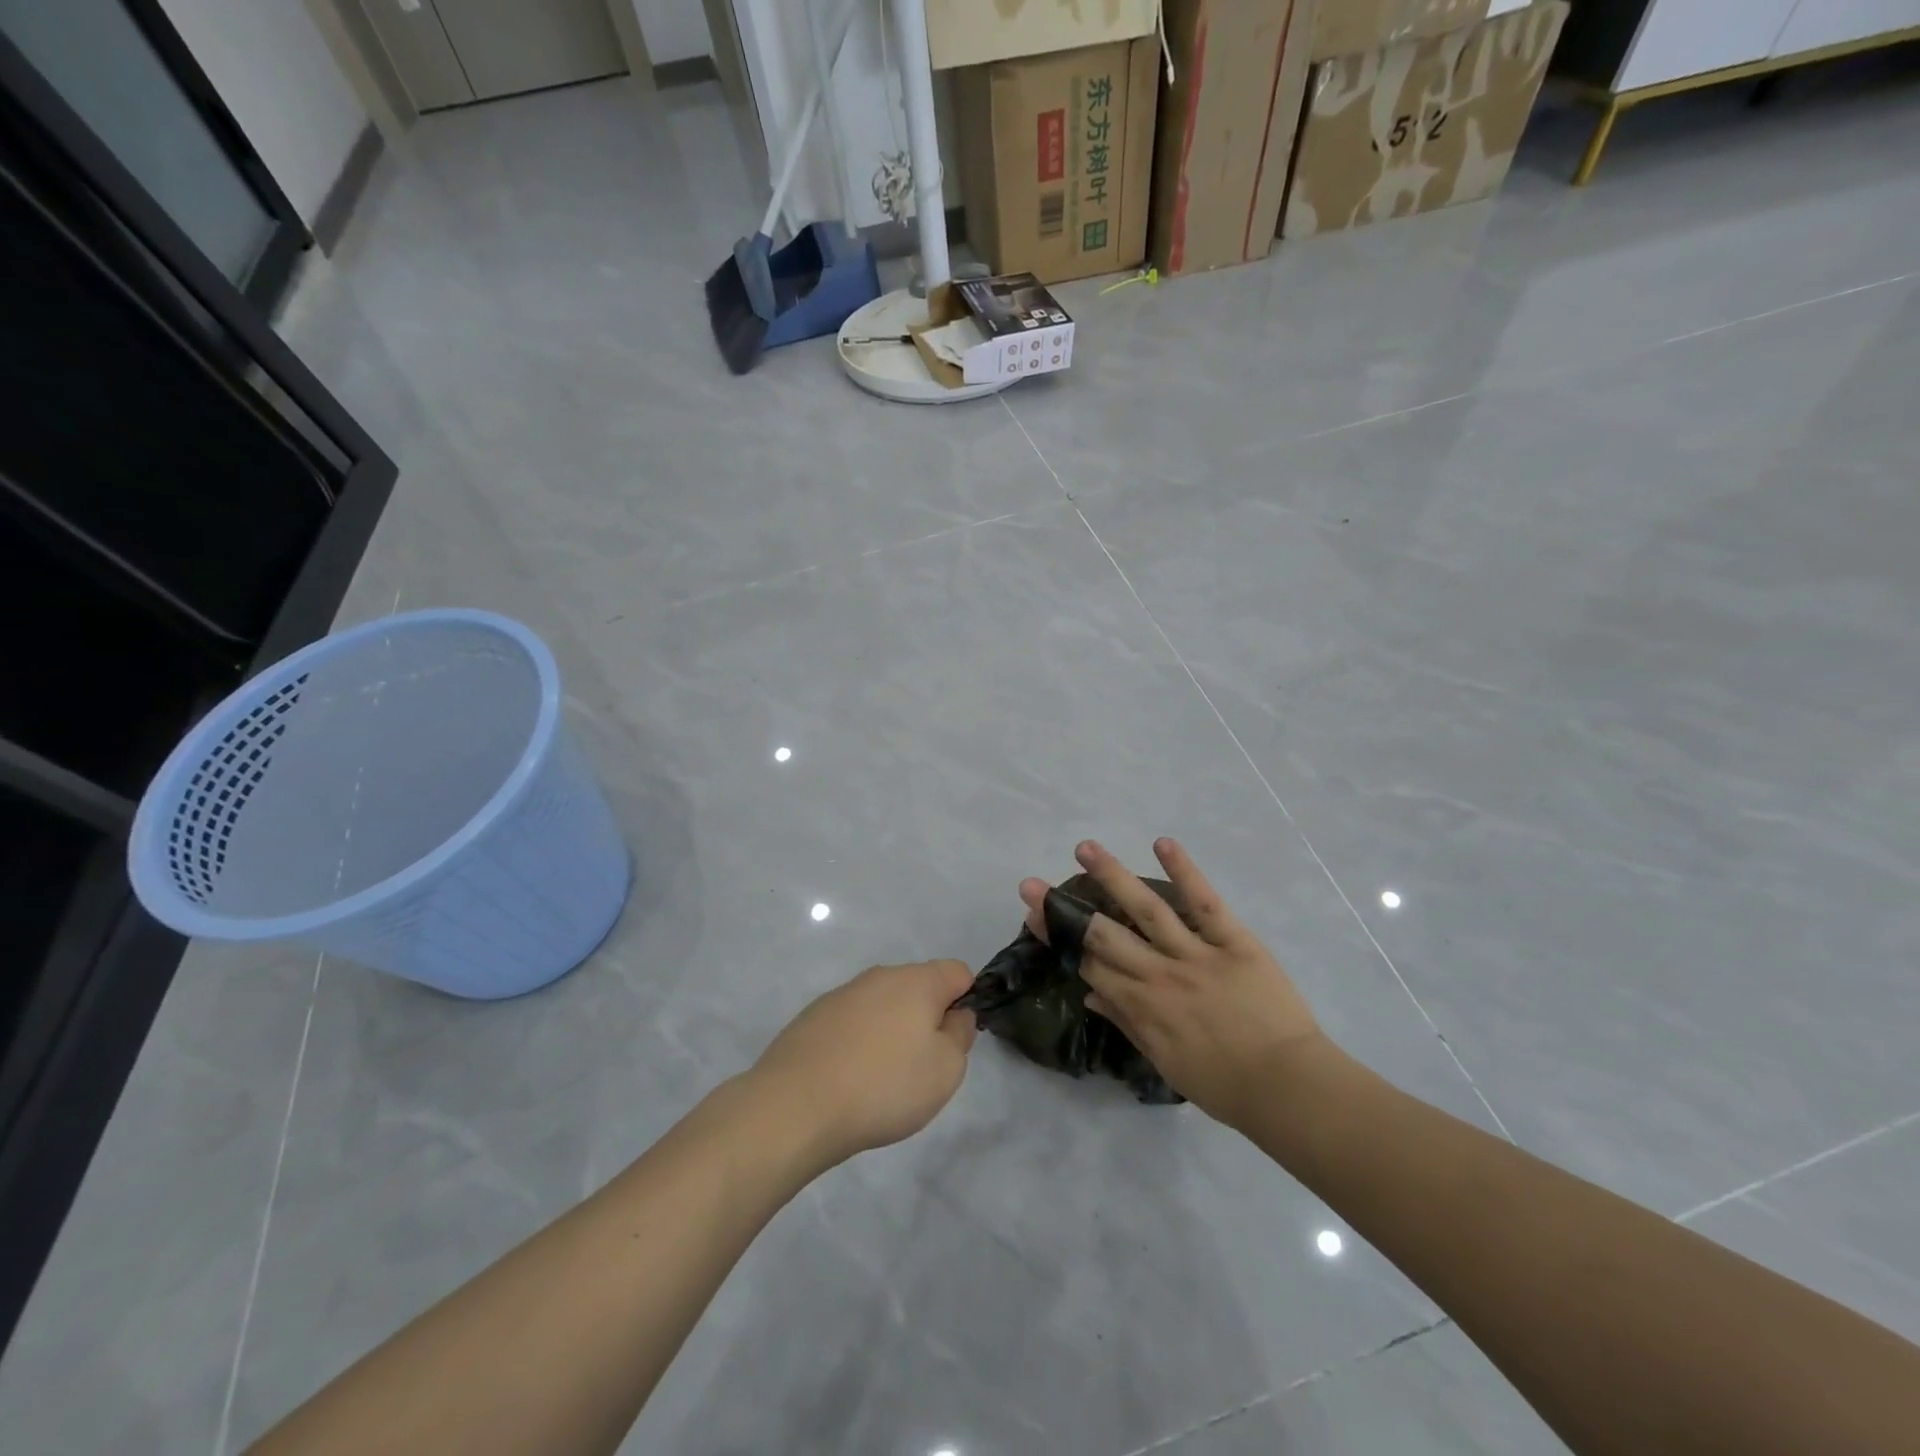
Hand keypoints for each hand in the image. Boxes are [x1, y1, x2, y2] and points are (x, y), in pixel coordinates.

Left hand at [749, 960, 977, 1166]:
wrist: (795, 1106)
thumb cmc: (883, 1086)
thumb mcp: (946, 1070)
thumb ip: (960, 1035)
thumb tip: (954, 1015)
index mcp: (916, 981)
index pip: (957, 972)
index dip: (966, 1002)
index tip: (954, 1041)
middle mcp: (879, 976)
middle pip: (918, 988)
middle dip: (926, 1020)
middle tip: (921, 1068)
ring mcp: (842, 994)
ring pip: (883, 1005)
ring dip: (891, 1032)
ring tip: (881, 1080)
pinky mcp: (813, 1016)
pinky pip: (852, 1023)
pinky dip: (858, 1043)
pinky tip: (848, 1080)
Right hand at [1021, 839, 1322, 1129]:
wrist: (1287, 1086)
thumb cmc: (1224, 1083)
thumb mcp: (1165, 1061)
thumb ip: (1126, 1022)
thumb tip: (1088, 991)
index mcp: (1140, 1005)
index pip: (1089, 963)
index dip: (1059, 938)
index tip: (1035, 915)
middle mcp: (1158, 974)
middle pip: (1102, 934)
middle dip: (1063, 909)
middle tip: (1032, 884)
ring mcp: (1194, 954)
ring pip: (1145, 908)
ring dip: (1112, 876)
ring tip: (1085, 848)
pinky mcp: (1232, 941)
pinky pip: (1204, 902)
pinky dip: (1184, 871)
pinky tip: (1162, 843)